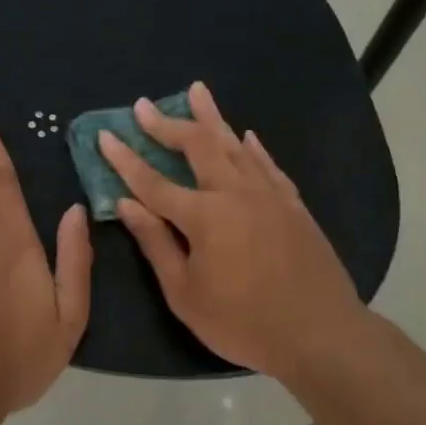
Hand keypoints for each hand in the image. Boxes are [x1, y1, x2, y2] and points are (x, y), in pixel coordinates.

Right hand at [98, 81, 366, 377]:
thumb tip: (125, 204)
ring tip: (196, 91)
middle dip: (167, 124)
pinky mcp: (293, 204)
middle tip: (144, 106)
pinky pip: (267, 164)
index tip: (105, 135)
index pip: (153, 181)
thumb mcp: (186, 294)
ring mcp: (269, 194)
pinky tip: (246, 136)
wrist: (321, 333)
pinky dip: (252, 147)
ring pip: (234, 144)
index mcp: (204, 216)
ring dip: (211, 117)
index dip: (125, 159)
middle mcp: (235, 192)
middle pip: (197, 146)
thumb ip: (156, 244)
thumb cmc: (244, 323)